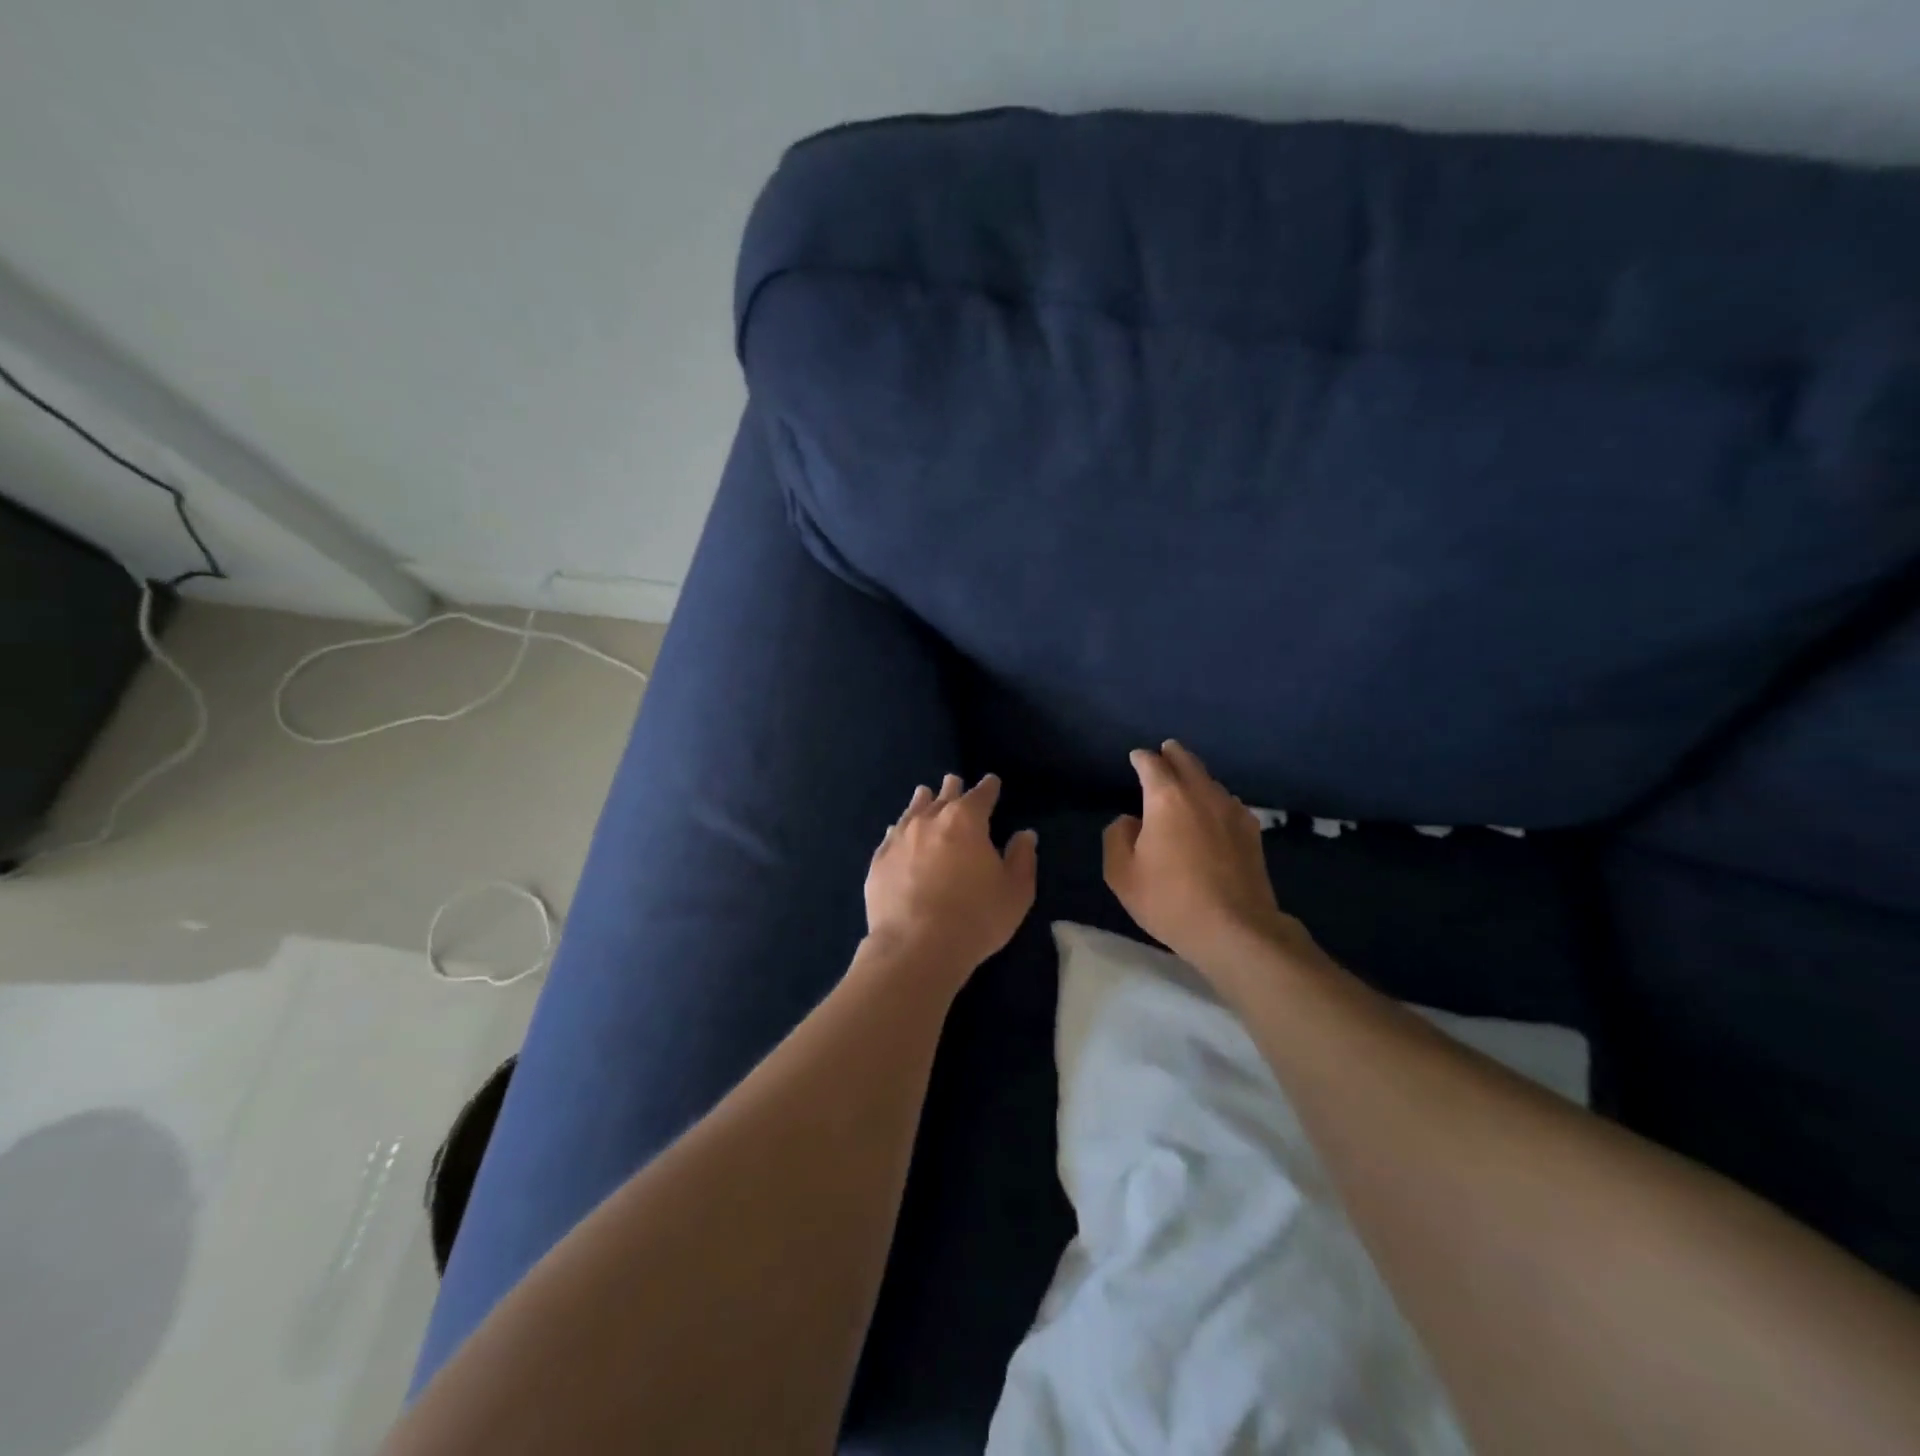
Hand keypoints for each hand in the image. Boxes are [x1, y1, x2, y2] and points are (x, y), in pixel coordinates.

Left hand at [865, 774, 1037, 989]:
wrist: (916, 947)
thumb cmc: (975, 918)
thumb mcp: (1015, 892)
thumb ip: (1022, 859)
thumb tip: (1025, 835)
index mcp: (966, 821)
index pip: (981, 795)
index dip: (988, 787)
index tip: (992, 782)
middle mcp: (930, 820)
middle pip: (943, 796)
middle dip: (952, 788)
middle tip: (954, 781)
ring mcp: (900, 839)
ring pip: (913, 810)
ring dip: (922, 801)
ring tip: (924, 793)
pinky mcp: (879, 861)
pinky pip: (891, 836)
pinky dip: (900, 829)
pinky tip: (898, 830)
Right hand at [1104, 741, 1318, 981]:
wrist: (1234, 929)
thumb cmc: (1169, 900)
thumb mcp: (1122, 874)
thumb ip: (1117, 838)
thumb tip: (1129, 821)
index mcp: (1166, 798)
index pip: (1152, 764)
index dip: (1141, 758)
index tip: (1136, 757)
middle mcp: (1201, 794)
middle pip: (1187, 761)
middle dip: (1173, 754)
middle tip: (1165, 751)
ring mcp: (1232, 811)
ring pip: (1211, 781)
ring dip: (1196, 775)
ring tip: (1187, 781)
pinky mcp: (1252, 832)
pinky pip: (1229, 803)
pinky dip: (1216, 798)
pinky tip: (1214, 812)